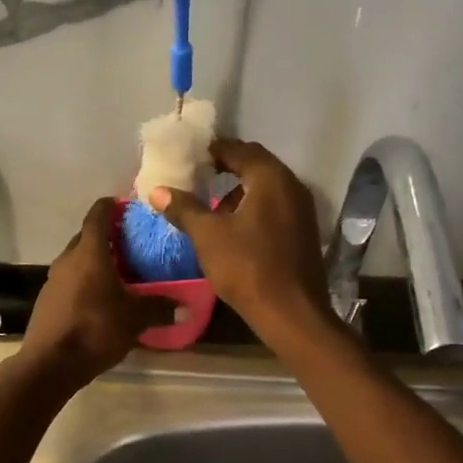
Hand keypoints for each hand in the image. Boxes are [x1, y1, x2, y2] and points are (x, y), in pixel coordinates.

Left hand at [19, 198, 177, 387]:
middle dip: (107, 237)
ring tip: (119, 272)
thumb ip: (160, 308)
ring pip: (77, 260)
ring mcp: (53, 280)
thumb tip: (186, 307)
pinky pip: (70, 281)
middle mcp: (67, 259)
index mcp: (89, 253)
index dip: (111, 206)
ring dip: (95, 261)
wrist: (50, 364)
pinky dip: (85, 281)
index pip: (98, 215)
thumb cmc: (95, 329)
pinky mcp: (47, 300)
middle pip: (86, 237)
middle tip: (131, 244)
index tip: (126, 206)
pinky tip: (100, 299)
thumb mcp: (135, 319)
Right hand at [149, 138, 329, 338]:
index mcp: (271, 178)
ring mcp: (303, 211)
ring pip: (267, 190)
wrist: (291, 313)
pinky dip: (254, 210)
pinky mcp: (304, 233)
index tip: (192, 156)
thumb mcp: (208, 236)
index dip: (214, 150)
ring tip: (212, 209)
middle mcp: (292, 186)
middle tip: (199, 176)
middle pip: (256, 167)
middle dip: (227, 170)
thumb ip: (184, 208)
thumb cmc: (247, 267)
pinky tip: (235, 231)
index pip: (240, 150)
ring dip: (240, 193)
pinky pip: (275, 209)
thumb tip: (157, 190)